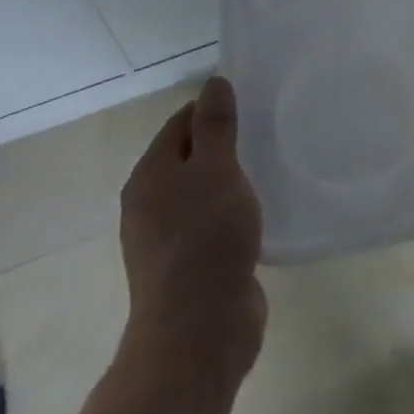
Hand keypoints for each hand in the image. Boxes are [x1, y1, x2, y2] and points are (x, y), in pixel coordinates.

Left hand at [119, 76, 265, 377]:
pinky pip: (210, 228)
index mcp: (149, 177)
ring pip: (200, 196)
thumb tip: (214, 83)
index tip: (247, 106)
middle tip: (260, 136)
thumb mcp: (216, 169)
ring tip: (264, 172)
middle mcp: (150, 206)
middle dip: (221, 147)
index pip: (179, 125)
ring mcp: (166, 242)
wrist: (199, 330)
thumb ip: (216, 125)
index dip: (210, 110)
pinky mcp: (189, 270)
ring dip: (227, 183)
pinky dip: (230, 216)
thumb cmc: (206, 237)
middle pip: (187, 160)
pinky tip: (255, 217)